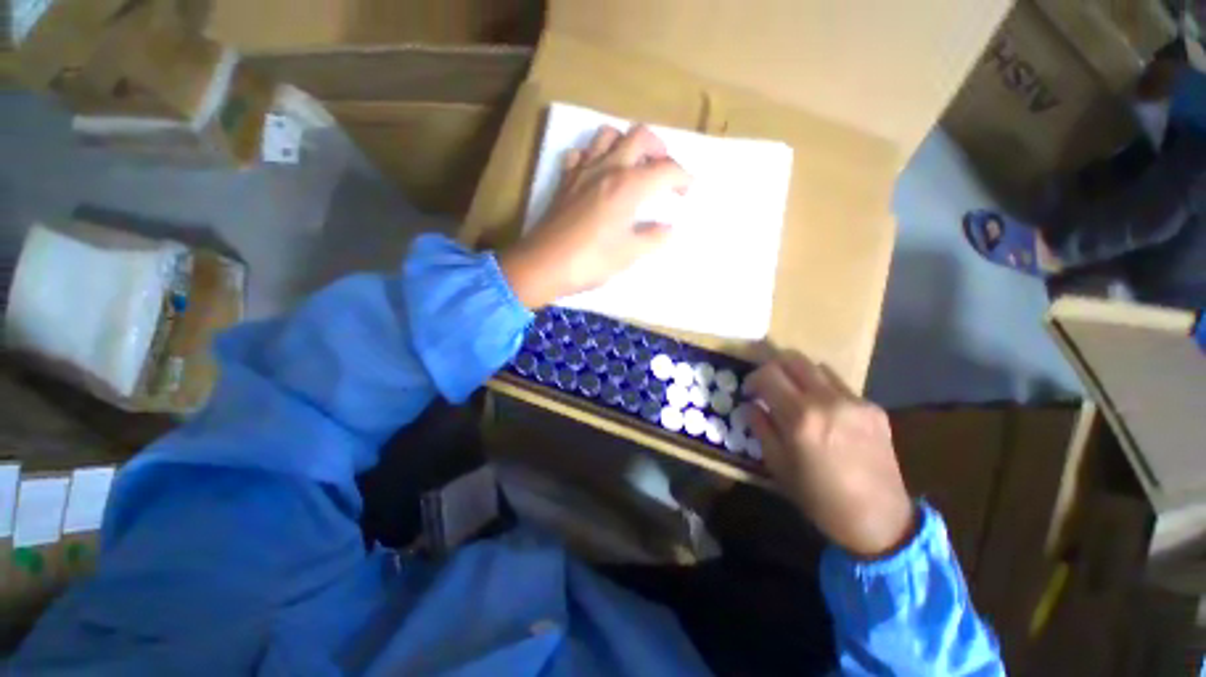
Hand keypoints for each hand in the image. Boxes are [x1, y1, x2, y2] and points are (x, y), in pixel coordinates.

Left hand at [499, 125, 691, 308]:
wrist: (544, 264)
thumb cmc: (591, 261)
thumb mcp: (630, 254)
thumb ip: (654, 238)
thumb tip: (668, 229)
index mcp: (629, 185)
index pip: (666, 169)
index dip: (683, 177)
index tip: (687, 191)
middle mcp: (608, 168)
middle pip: (640, 136)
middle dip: (659, 149)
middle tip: (663, 171)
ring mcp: (583, 170)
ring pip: (609, 135)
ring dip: (626, 143)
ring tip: (632, 165)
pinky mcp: (565, 179)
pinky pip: (581, 153)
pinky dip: (594, 155)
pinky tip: (597, 173)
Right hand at [745, 350, 915, 559]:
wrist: (879, 519)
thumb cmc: (818, 497)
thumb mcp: (777, 465)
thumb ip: (761, 427)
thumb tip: (751, 405)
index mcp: (800, 417)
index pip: (768, 374)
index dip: (752, 378)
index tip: (749, 391)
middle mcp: (828, 400)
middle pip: (793, 359)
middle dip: (774, 366)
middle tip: (767, 384)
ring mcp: (855, 402)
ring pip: (818, 367)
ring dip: (799, 375)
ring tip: (795, 396)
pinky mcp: (874, 408)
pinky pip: (839, 386)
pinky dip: (822, 390)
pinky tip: (824, 413)